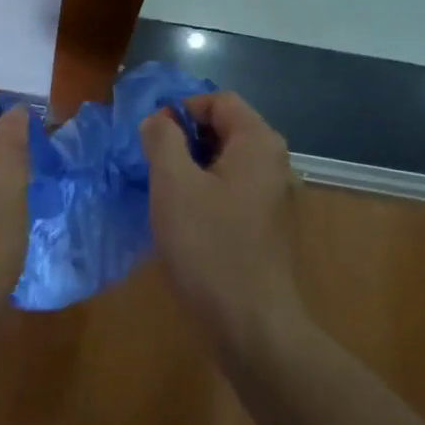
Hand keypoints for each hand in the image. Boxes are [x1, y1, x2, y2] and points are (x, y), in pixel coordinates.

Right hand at [142, 92, 303, 341]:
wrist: (249, 323)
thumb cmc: (208, 246)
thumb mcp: (173, 185)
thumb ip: (162, 140)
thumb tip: (158, 120)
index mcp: (258, 143)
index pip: (219, 100)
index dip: (181, 110)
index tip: (150, 139)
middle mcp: (274, 163)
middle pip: (224, 129)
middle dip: (183, 140)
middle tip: (151, 168)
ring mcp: (273, 197)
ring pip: (225, 163)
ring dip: (190, 169)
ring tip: (162, 195)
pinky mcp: (265, 226)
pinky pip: (231, 191)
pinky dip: (205, 194)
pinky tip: (183, 222)